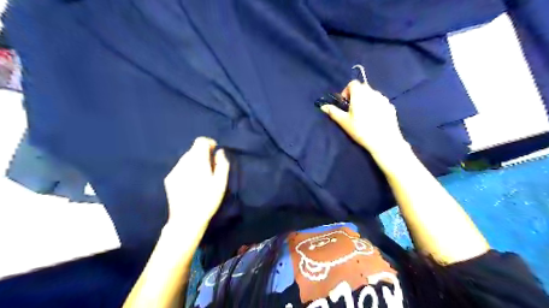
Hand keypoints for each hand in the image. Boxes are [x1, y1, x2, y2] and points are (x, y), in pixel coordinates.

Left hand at [163, 137, 229, 225]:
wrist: (186, 219)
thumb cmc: (207, 200)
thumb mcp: (221, 182)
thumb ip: (222, 164)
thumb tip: (220, 152)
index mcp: (197, 160)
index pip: (200, 141)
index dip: (209, 144)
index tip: (215, 153)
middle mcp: (183, 162)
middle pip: (193, 150)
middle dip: (203, 155)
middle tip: (211, 168)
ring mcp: (174, 170)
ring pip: (186, 159)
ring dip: (195, 163)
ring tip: (202, 178)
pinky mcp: (169, 179)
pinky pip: (180, 168)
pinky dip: (187, 170)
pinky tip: (191, 184)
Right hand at [322, 81, 406, 155]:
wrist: (384, 140)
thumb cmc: (361, 129)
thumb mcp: (344, 121)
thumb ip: (333, 111)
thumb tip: (323, 106)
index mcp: (360, 93)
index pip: (352, 83)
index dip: (347, 91)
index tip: (345, 103)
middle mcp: (373, 92)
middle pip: (363, 87)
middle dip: (356, 95)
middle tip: (353, 109)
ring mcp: (383, 99)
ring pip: (372, 94)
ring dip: (366, 100)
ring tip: (364, 115)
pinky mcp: (391, 106)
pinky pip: (380, 102)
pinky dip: (376, 106)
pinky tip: (374, 119)